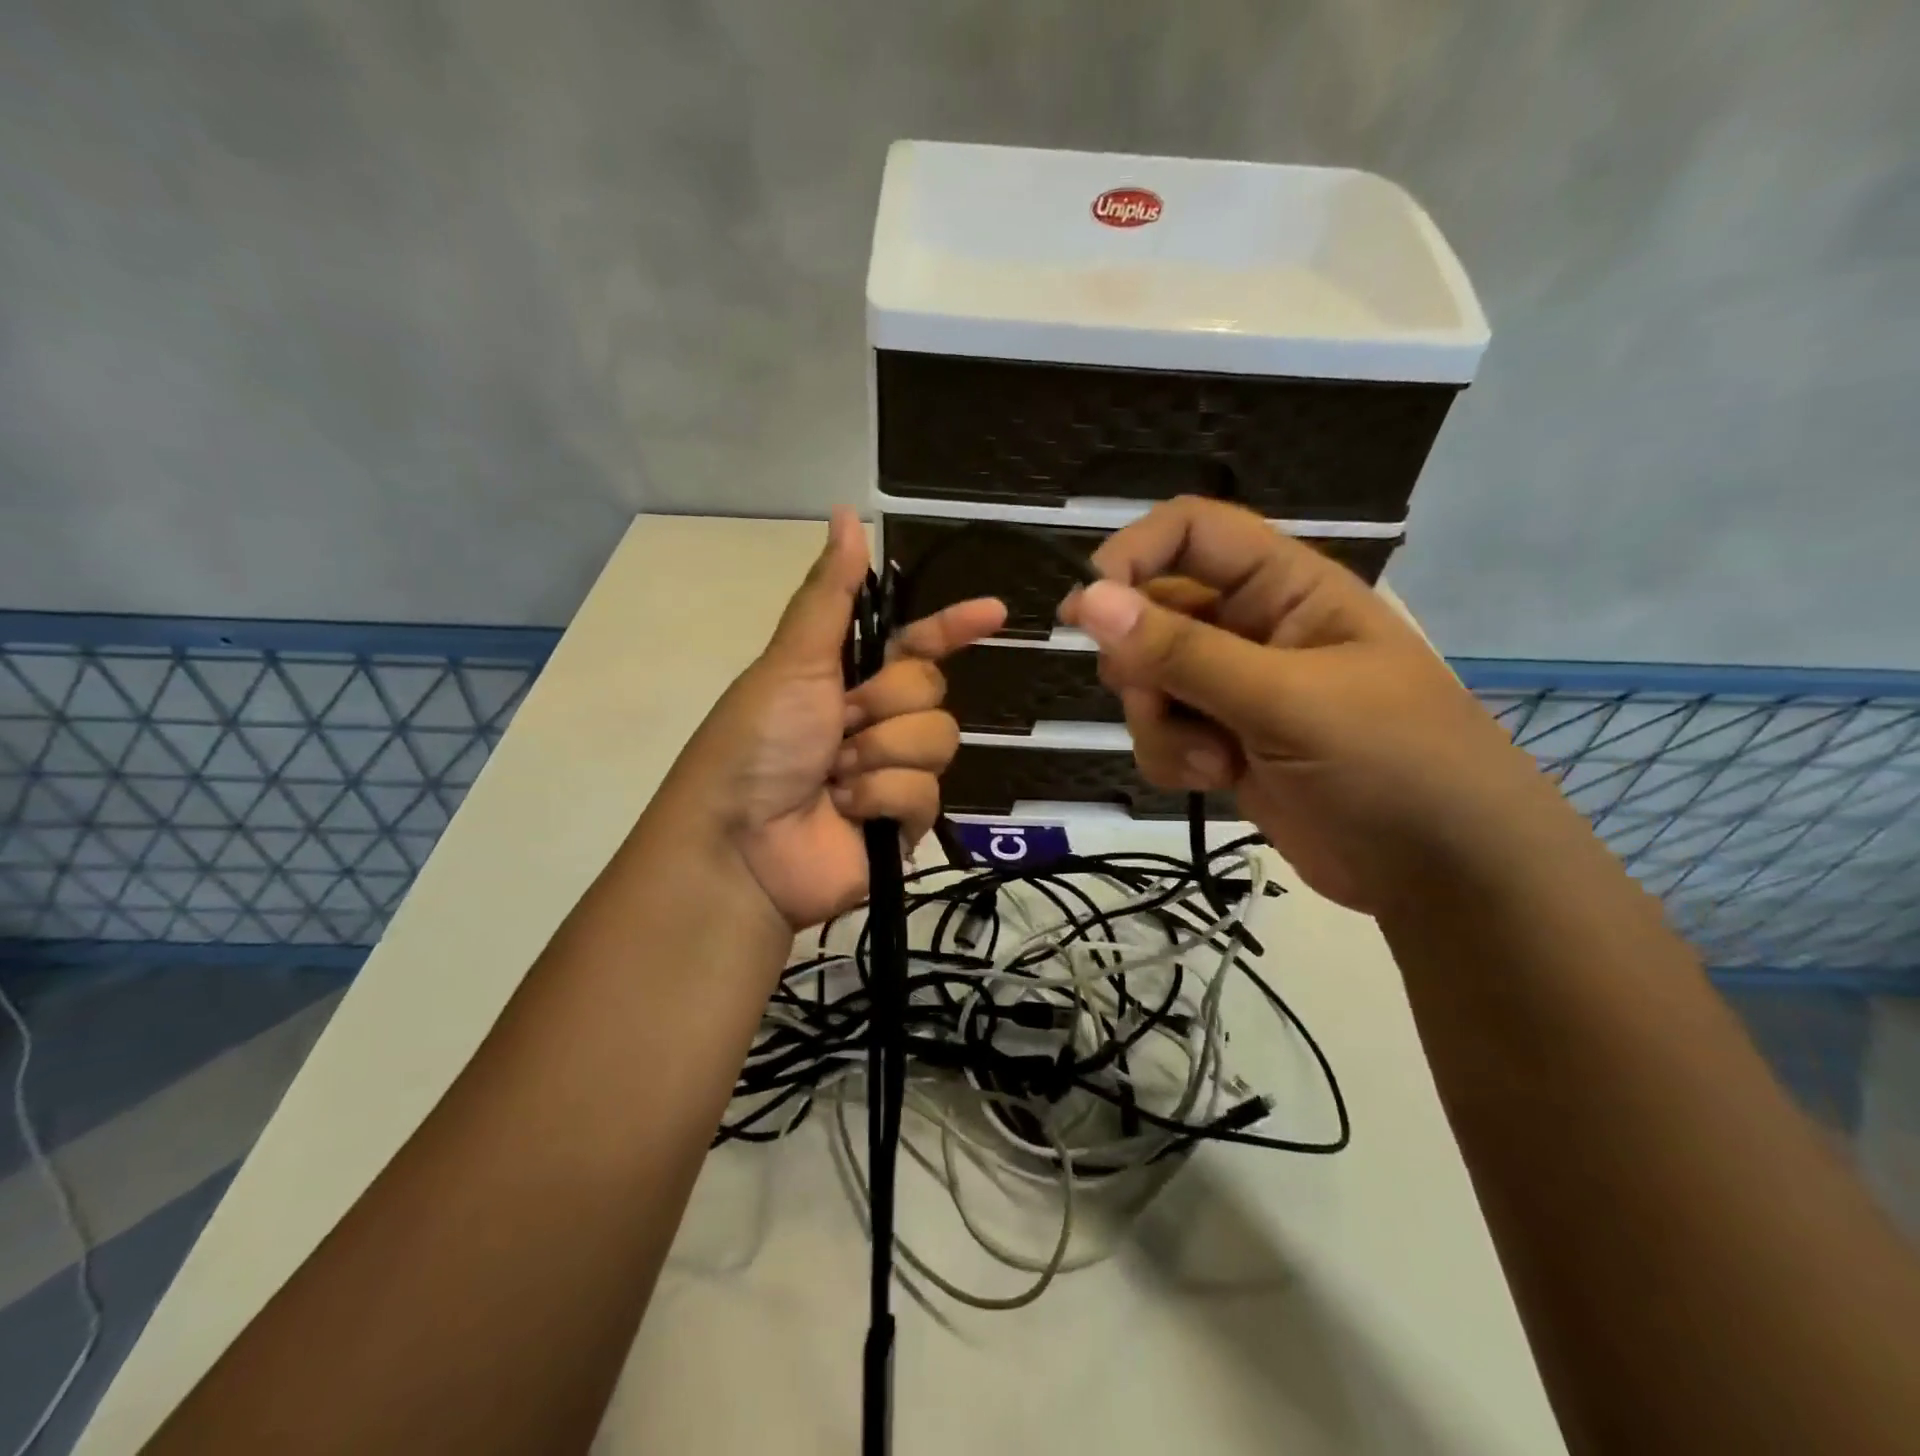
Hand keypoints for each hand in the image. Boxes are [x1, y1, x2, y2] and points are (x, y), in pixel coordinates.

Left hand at [686, 508, 1004, 928]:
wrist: (740, 845)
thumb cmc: (757, 742)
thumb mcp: (792, 661)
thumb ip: (831, 594)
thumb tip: (849, 515)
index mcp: (850, 677)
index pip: (918, 642)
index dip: (954, 626)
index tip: (995, 613)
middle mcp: (877, 719)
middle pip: (932, 688)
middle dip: (886, 702)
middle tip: (839, 724)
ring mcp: (893, 771)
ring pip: (937, 738)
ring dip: (881, 752)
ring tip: (836, 775)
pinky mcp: (904, 822)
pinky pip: (925, 792)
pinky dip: (881, 797)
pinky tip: (847, 809)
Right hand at [1060, 497, 1558, 912]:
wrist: (1444, 875)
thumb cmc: (1391, 762)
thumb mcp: (1285, 700)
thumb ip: (1182, 651)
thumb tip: (1086, 600)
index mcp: (1285, 587)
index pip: (1192, 532)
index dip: (1133, 554)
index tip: (1087, 607)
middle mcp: (1253, 628)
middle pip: (1152, 613)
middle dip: (1140, 663)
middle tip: (1154, 699)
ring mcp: (1236, 689)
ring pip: (1148, 681)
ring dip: (1157, 721)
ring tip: (1208, 758)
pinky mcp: (1224, 743)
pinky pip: (1161, 732)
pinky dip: (1170, 756)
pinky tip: (1212, 780)